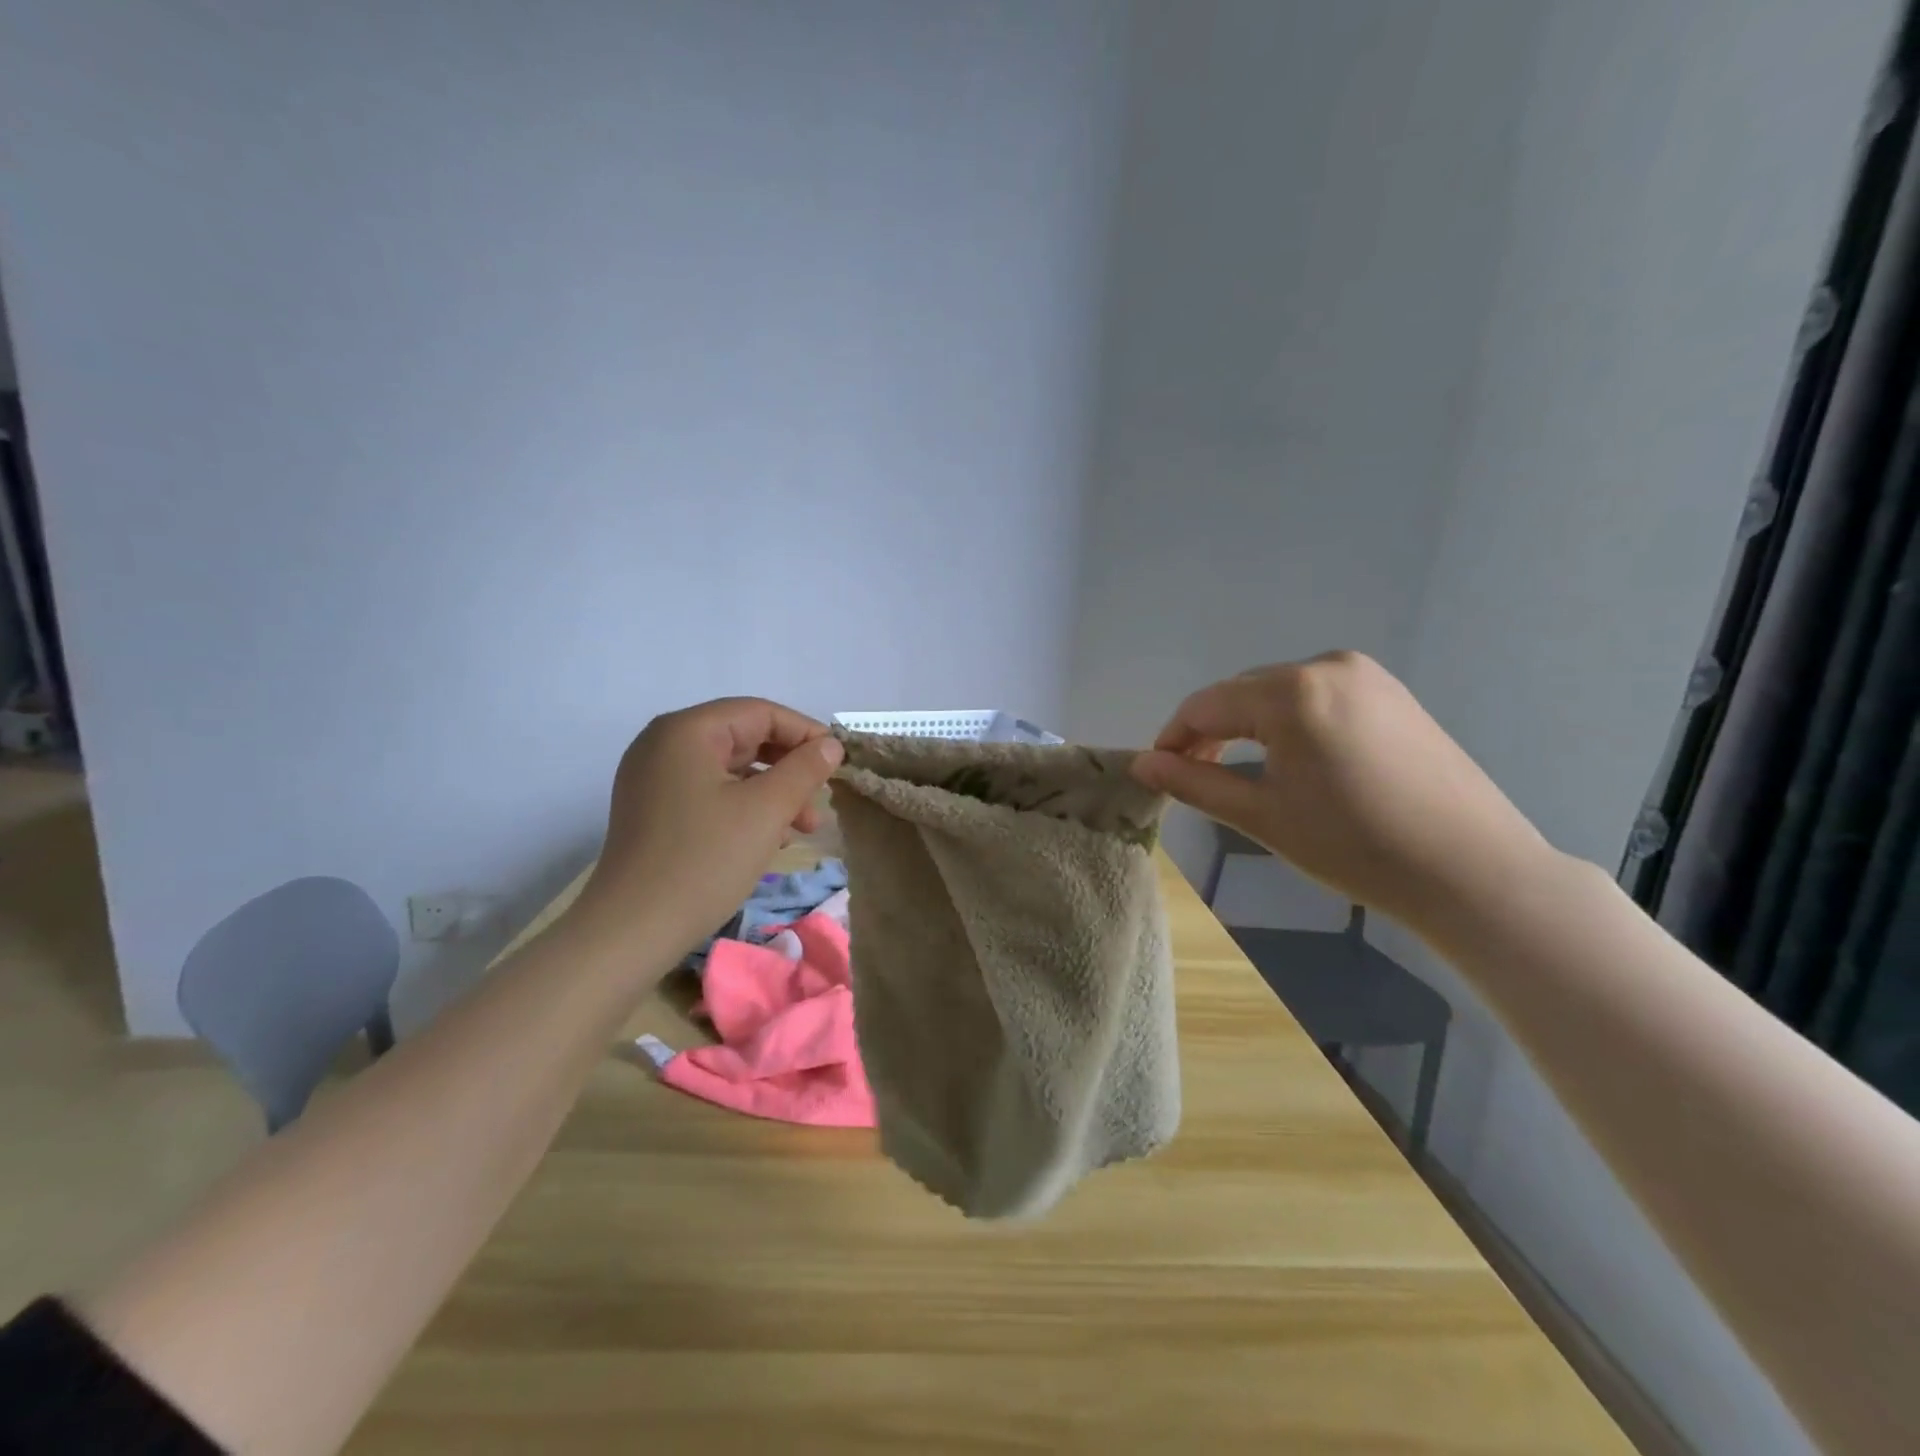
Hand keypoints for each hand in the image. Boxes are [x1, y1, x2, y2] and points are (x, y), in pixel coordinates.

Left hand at [572, 698, 844, 955]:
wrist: (632, 930)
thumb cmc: (705, 860)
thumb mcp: (767, 810)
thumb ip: (805, 769)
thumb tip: (830, 744)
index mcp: (686, 731)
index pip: (760, 713)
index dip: (806, 733)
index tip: (839, 762)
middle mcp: (664, 744)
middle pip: (744, 739)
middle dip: (789, 768)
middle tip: (821, 801)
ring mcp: (654, 778)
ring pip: (730, 770)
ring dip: (772, 792)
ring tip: (802, 828)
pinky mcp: (653, 810)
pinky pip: (710, 793)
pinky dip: (744, 807)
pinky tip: (769, 839)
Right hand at [1130, 652, 1553, 931]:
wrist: (1472, 870)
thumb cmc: (1354, 845)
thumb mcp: (1262, 815)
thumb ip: (1194, 782)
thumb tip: (1141, 764)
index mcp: (1291, 691)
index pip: (1205, 704)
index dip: (1173, 738)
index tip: (1157, 772)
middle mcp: (1326, 665)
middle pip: (1242, 693)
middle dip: (1211, 731)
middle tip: (1196, 777)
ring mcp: (1366, 675)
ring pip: (1278, 693)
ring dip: (1249, 726)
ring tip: (1241, 772)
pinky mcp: (1392, 693)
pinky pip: (1317, 697)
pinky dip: (1289, 723)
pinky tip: (1293, 760)